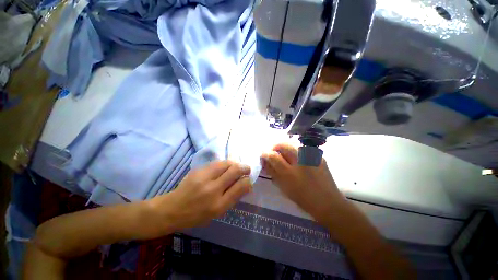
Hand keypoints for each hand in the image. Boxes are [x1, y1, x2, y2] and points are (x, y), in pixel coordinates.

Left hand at [150, 161, 251, 232]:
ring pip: (226, 163)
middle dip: (244, 168)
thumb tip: (246, 185)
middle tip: (246, 169)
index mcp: (218, 205)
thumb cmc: (196, 215)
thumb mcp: (217, 213)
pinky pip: (217, 163)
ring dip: (234, 164)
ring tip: (236, 166)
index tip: (249, 180)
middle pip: (234, 171)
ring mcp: (204, 178)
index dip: (248, 181)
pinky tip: (224, 167)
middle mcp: (212, 190)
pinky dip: (224, 164)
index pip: (240, 187)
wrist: (172, 209)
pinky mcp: (198, 170)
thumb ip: (233, 198)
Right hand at [261, 143, 346, 225]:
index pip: (273, 155)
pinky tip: (297, 159)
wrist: (328, 202)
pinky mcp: (318, 155)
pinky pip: (302, 149)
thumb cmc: (302, 198)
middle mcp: (300, 160)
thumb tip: (265, 160)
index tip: (263, 155)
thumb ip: (272, 172)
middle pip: (283, 144)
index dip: (265, 153)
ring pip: (292, 144)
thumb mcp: (283, 186)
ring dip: (285, 148)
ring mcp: (311, 156)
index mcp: (289, 172)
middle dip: (275, 147)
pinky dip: (295, 151)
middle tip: (274, 154)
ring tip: (285, 156)